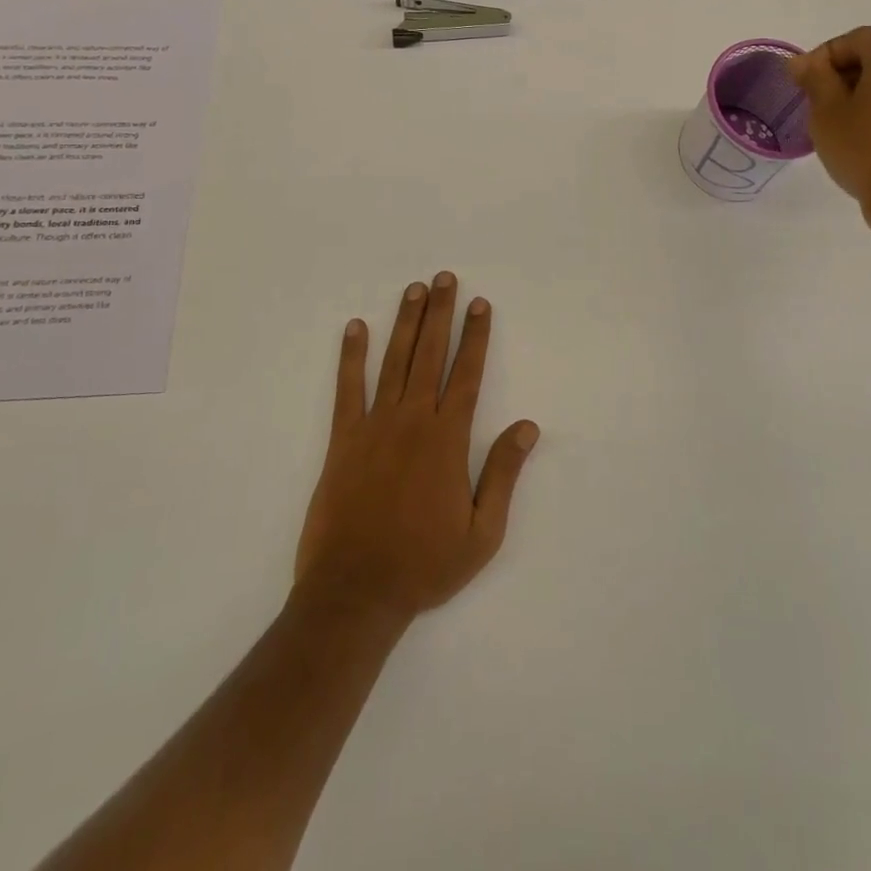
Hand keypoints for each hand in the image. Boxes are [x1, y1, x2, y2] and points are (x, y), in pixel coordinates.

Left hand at [294, 273, 539, 623]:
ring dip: (405, 322)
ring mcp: (374, 426)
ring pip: (394, 361)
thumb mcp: (482, 532)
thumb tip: (528, 427)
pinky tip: (355, 328)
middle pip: (430, 354)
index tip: (480, 304)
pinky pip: (347, 389)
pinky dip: (351, 356)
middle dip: (440, 313)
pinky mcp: (343, 440)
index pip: (467, 374)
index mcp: (448, 439)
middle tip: (444, 278)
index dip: (476, 336)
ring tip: (413, 289)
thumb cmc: (424, 565)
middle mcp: (413, 421)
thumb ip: (503, 474)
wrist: (355, 593)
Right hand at [788, 27, 870, 245]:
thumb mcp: (826, 111)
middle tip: (816, 101)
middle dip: (843, 72)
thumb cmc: (864, 147)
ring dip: (863, 90)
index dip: (823, 57)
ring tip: (838, 120)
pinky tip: (864, 133)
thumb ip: (814, 78)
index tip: (801, 84)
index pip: (854, 38)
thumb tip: (802, 62)